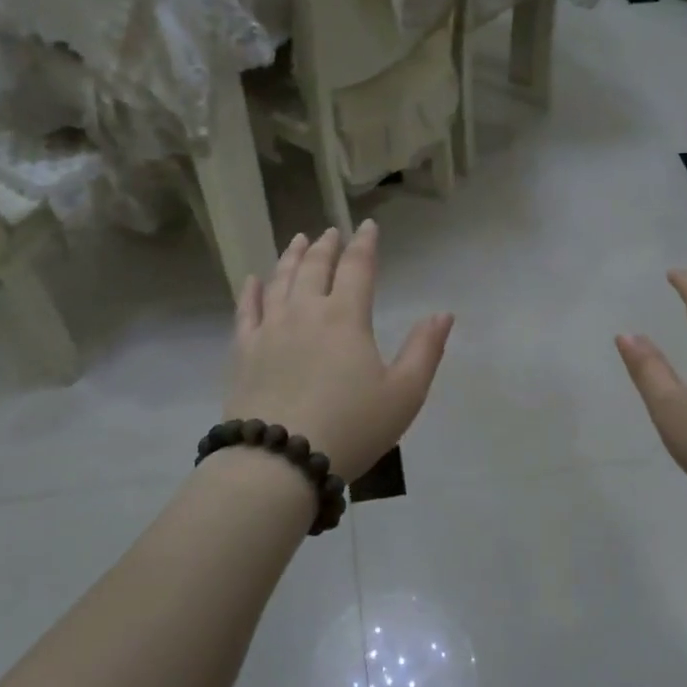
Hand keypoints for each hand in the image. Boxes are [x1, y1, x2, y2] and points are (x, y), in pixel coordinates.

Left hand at [225, 222, 453, 482]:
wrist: (280, 460)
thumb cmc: (351, 427)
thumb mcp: (404, 394)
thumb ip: (425, 350)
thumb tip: (443, 313)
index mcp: (346, 317)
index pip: (357, 267)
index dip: (364, 244)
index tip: (367, 226)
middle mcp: (305, 312)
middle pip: (315, 267)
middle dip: (326, 246)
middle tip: (330, 232)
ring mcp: (269, 329)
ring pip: (280, 281)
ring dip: (291, 257)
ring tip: (297, 241)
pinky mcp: (243, 351)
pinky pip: (246, 311)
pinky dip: (251, 291)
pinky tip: (252, 280)